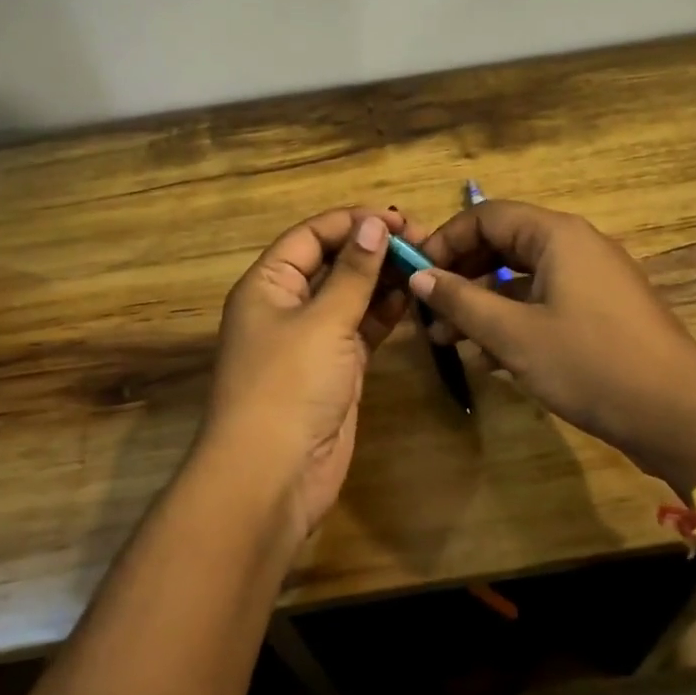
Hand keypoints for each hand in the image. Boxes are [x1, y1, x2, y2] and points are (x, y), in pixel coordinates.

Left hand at [202, 206, 413, 539]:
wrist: (273, 475)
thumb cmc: (289, 385)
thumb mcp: (323, 322)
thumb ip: (353, 273)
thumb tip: (375, 224)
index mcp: (268, 284)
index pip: (311, 236)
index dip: (352, 222)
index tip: (399, 219)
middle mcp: (287, 305)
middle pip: (333, 262)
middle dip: (373, 249)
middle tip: (424, 242)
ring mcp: (312, 339)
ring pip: (351, 296)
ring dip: (384, 279)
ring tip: (427, 265)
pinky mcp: (335, 367)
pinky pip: (361, 328)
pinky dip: (385, 313)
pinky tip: (414, 298)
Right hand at [410, 200, 695, 489]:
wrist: (679, 415)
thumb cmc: (590, 364)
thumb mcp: (513, 334)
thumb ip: (461, 301)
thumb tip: (419, 276)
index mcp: (556, 235)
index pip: (485, 216)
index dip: (445, 242)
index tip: (415, 276)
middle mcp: (575, 246)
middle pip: (502, 245)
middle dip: (461, 278)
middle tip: (429, 313)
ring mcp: (592, 279)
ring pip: (522, 279)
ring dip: (483, 306)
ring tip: (449, 343)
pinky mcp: (601, 311)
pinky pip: (544, 303)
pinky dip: (513, 322)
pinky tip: (488, 359)